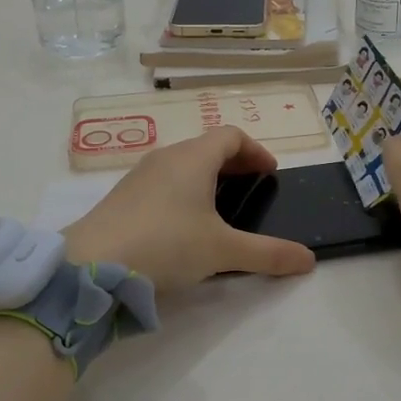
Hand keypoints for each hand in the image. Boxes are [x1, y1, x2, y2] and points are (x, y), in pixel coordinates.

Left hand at [63, 127, 316, 293]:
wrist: (92, 265)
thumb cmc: (166, 244)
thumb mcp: (223, 251)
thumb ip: (268, 254)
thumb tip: (309, 260)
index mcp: (193, 158)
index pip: (231, 135)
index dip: (255, 150)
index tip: (270, 173)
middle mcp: (166, 158)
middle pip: (206, 147)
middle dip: (233, 163)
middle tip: (251, 188)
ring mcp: (139, 176)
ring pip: (181, 164)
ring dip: (206, 177)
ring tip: (220, 207)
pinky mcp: (121, 197)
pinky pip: (162, 182)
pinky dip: (182, 192)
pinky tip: (183, 225)